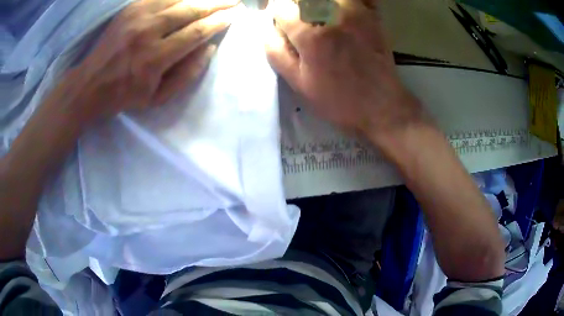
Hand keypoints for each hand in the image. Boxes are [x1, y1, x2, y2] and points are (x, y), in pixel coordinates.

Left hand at [61, 0, 241, 124]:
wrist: (90, 84)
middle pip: (190, 9)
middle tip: (233, 1)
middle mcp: (148, 31)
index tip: (235, 14)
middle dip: (216, 3)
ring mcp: (137, 16)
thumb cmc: (124, 95)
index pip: (196, 32)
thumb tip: (209, 48)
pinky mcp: (130, 9)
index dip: (219, 21)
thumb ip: (187, 74)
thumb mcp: (157, 98)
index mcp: (155, 58)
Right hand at [265, 0, 426, 142]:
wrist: (381, 105)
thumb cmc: (338, 99)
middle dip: (295, 6)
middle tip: (299, 21)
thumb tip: (267, 28)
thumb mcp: (298, 83)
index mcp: (310, 35)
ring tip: (318, 18)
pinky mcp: (372, 16)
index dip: (278, 15)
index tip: (282, 24)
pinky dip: (346, 2)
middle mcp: (332, 16)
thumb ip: (277, 52)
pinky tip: (341, 11)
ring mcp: (355, 13)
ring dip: (317, 4)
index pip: (281, 8)